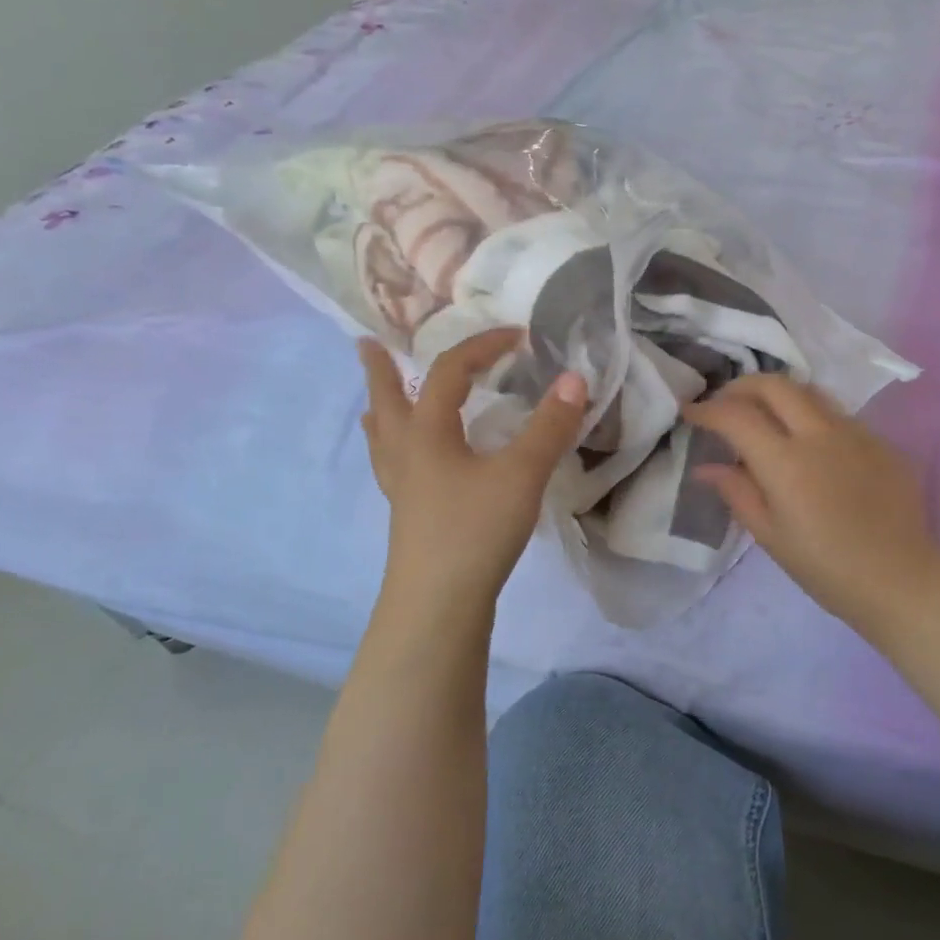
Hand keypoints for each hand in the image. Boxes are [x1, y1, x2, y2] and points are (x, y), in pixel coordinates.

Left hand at [360, 329, 587, 616]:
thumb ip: (550, 426)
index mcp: (428, 432)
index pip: (449, 372)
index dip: (482, 346)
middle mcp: (406, 453)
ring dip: (381, 410)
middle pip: (387, 400)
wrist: (439, 603)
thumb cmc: (476, 530)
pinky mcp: (409, 515)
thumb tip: (575, 378)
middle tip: (364, 344)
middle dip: (380, 370)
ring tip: (375, 401)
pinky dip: (395, 449)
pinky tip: (407, 465)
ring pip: (383, 437)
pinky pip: (394, 466)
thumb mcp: (522, 474)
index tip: (518, 336)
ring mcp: (402, 487)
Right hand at [683, 375, 939, 634]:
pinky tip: (811, 446)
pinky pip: (839, 416)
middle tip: (725, 405)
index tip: (691, 413)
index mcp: (786, 462)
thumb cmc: (826, 569)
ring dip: (779, 396)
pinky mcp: (881, 442)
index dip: (707, 410)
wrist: (901, 580)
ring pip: (810, 392)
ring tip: (765, 417)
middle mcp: (821, 434)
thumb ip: (737, 493)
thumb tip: (706, 467)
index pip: (736, 416)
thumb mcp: (771, 537)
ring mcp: (856, 433)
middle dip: (741, 387)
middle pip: (774, 385)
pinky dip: (812, 418)